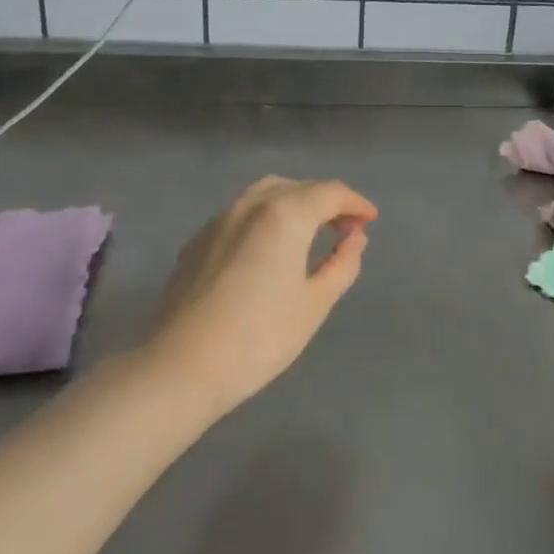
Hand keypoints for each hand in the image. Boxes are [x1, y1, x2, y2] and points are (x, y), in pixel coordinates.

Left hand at [148, 176, 377, 413]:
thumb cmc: (260, 336)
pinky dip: (265, 217)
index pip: (330, 193)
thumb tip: (354, 238)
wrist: (183, 365)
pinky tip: (268, 248)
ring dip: (294, 203)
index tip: (370, 219)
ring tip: (309, 231)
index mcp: (285, 213)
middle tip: (345, 228)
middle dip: (326, 201)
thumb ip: (342, 264)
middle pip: (298, 187)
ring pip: (265, 193)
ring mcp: (219, 219)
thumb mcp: (315, 303)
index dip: (355, 203)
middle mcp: (251, 204)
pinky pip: (240, 214)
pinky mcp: (197, 240)